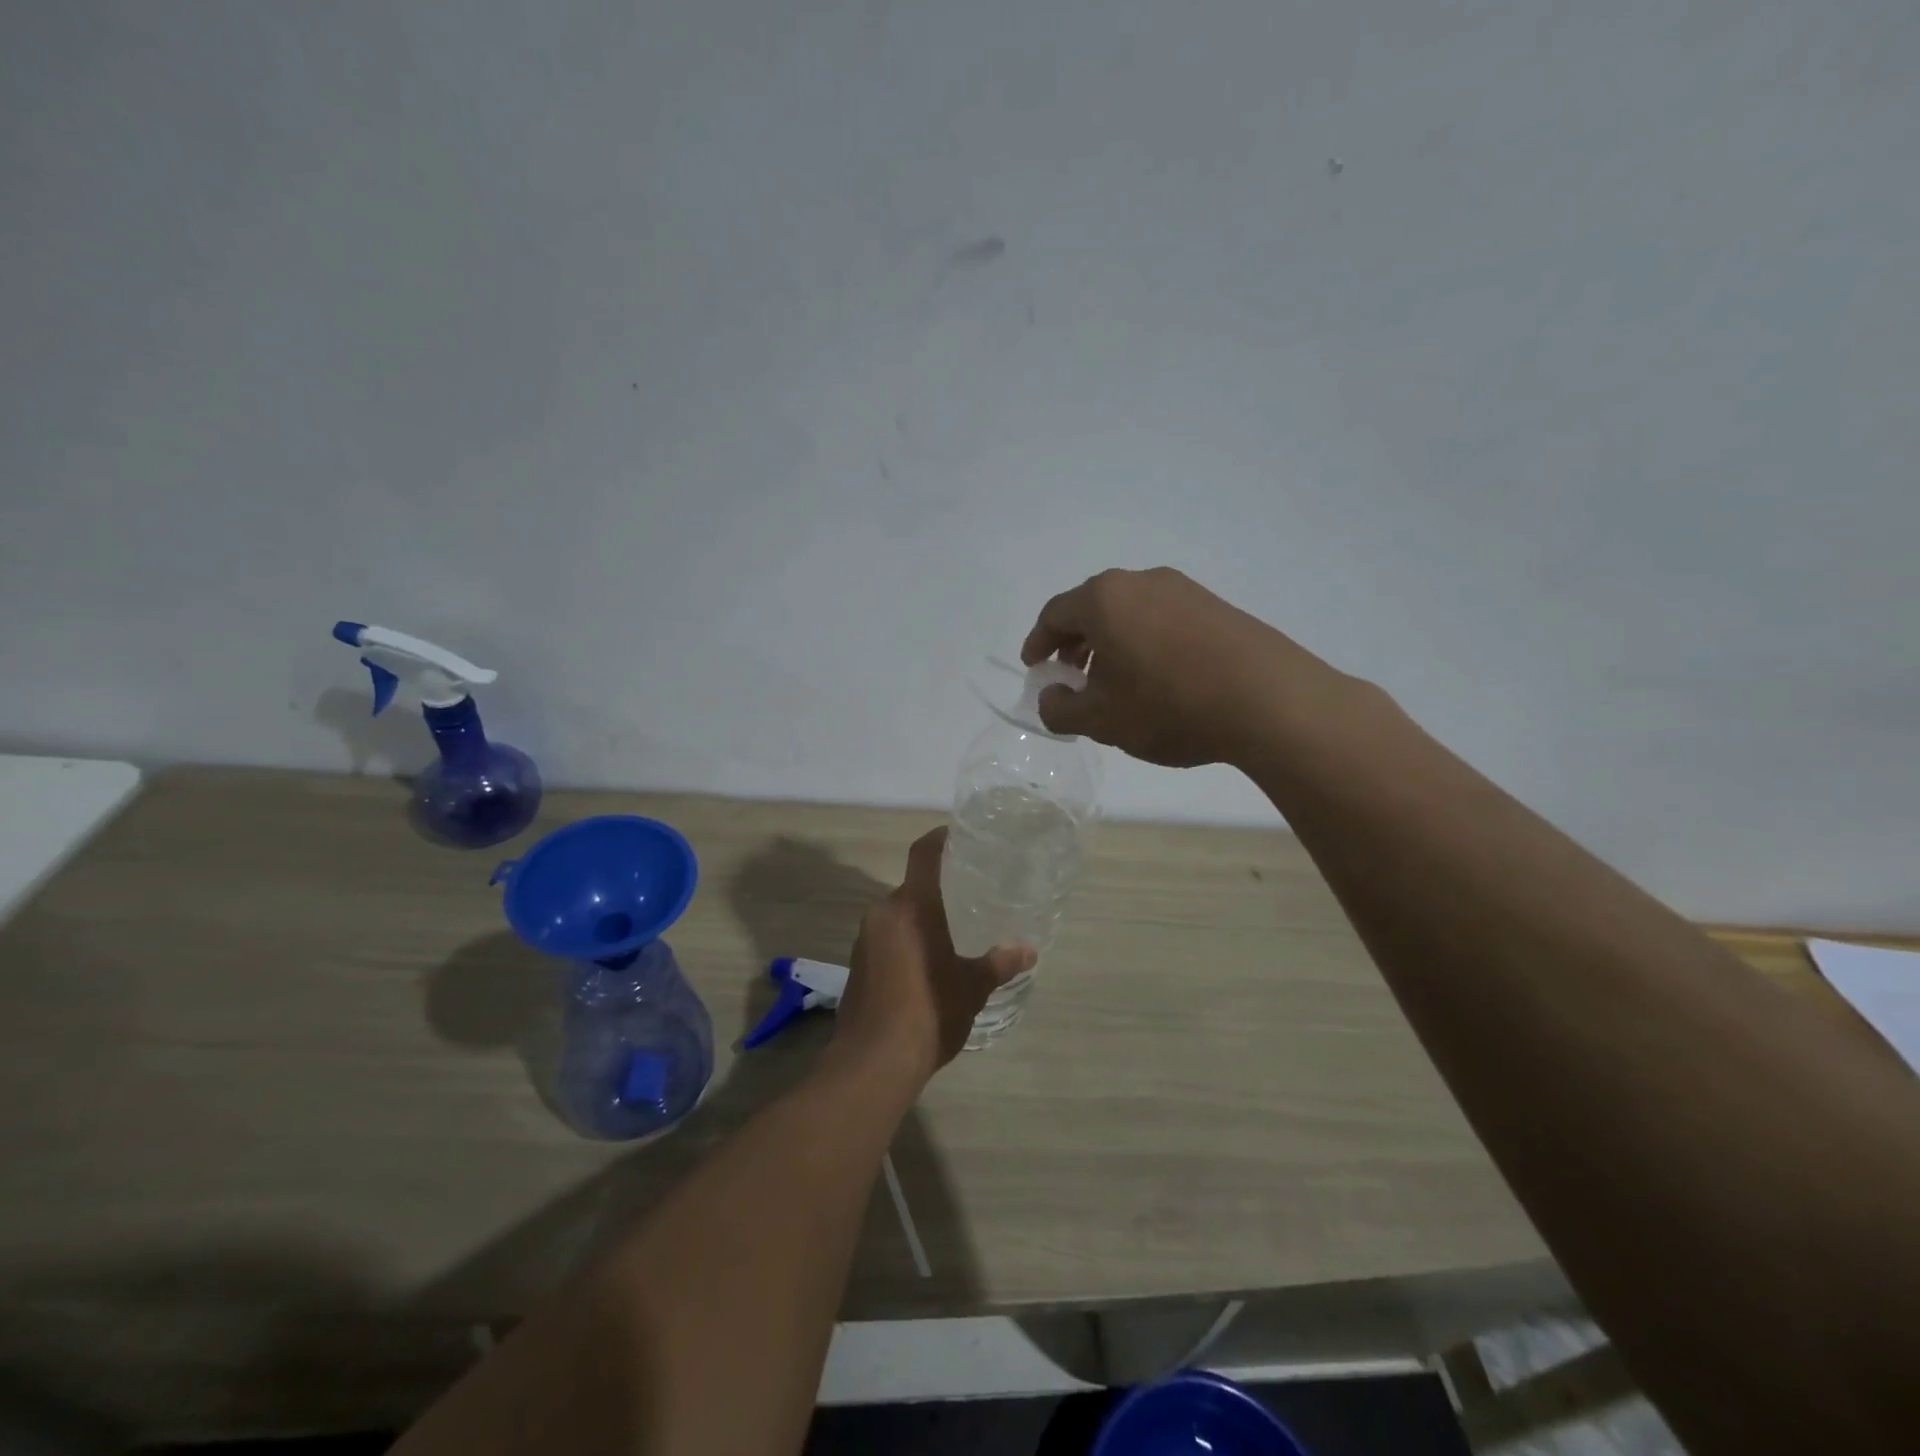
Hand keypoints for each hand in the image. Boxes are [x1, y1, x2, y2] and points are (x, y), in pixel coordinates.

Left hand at [833, 828, 1034, 1079]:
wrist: (872, 1062)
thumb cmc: (929, 1011)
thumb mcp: (972, 988)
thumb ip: (999, 964)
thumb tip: (1028, 951)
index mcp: (911, 906)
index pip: (923, 854)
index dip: (939, 839)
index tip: (957, 835)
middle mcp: (882, 913)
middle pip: (910, 887)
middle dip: (935, 889)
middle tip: (966, 895)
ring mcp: (864, 939)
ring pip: (896, 915)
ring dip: (919, 918)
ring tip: (950, 931)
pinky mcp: (856, 965)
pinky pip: (884, 938)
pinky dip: (905, 940)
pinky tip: (925, 964)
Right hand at [1020, 567, 1341, 767]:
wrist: (1269, 700)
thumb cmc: (1168, 705)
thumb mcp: (1101, 719)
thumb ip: (1061, 709)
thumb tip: (1051, 698)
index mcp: (1104, 599)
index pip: (1054, 614)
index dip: (1038, 643)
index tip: (1035, 669)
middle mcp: (1141, 582)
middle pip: (1092, 608)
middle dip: (1075, 644)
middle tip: (1071, 678)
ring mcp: (1184, 590)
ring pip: (1129, 613)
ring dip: (1111, 644)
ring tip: (1114, 684)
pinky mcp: (1216, 606)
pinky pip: (1163, 619)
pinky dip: (1144, 643)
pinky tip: (1157, 679)